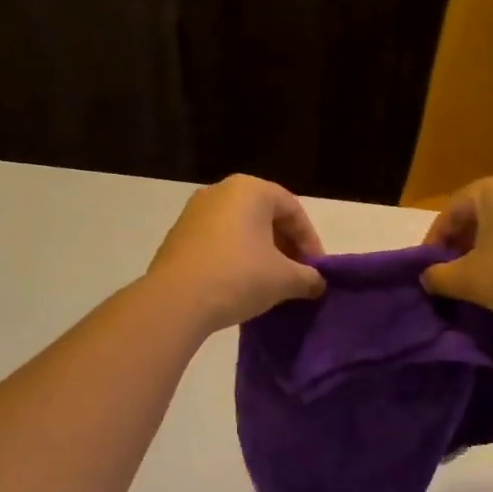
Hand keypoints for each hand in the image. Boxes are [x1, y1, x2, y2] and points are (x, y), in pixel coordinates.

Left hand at [147, 176, 324, 331]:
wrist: (175, 301)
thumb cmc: (238, 277)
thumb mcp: (284, 279)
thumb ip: (308, 277)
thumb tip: (318, 283)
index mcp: (250, 190)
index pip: (293, 210)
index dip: (311, 241)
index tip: (317, 270)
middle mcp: (220, 191)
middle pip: (265, 216)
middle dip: (286, 246)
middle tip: (297, 275)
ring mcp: (194, 212)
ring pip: (240, 229)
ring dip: (261, 253)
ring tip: (271, 283)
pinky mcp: (177, 236)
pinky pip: (218, 241)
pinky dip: (235, 258)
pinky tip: (241, 285)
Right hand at [420, 171, 492, 334]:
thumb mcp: (469, 280)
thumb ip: (440, 276)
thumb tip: (428, 277)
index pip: (453, 210)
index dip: (435, 240)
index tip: (427, 268)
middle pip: (483, 213)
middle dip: (464, 242)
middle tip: (452, 272)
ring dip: (491, 247)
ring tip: (483, 277)